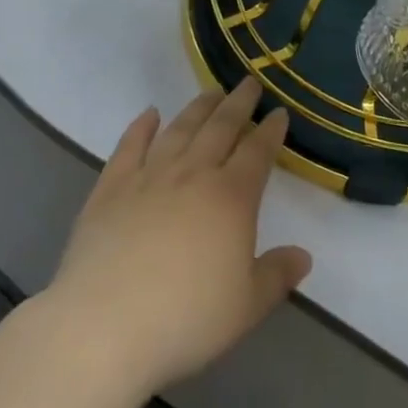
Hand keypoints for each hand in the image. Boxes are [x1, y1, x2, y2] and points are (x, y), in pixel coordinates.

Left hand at [43, 80, 311, 398]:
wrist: (104, 325)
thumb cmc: (185, 320)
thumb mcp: (246, 307)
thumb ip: (277, 276)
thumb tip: (304, 255)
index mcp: (232, 198)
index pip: (258, 152)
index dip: (271, 131)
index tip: (279, 112)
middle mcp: (193, 174)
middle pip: (221, 127)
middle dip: (239, 103)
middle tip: (249, 83)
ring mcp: (149, 176)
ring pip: (180, 129)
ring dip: (198, 107)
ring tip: (211, 91)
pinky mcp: (111, 186)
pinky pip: (130, 145)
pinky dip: (141, 126)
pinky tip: (150, 114)